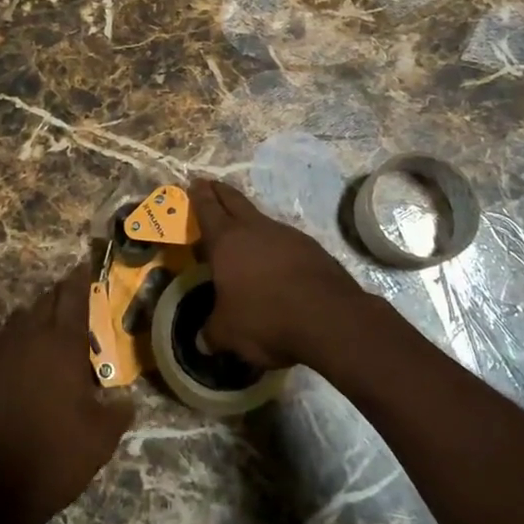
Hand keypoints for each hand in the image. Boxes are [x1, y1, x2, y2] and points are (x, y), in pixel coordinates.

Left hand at [0, 264, 132, 523]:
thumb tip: (124, 398)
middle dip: (62, 295)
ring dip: (38, 316)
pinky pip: (3, 340)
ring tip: (52, 330)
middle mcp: (29, 336)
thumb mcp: (101, 439)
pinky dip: (18, 339)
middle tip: (77, 300)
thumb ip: (117, 411)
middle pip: (46, 300)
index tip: (88, 264)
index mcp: (62, 343)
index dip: (82, 278)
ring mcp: (0, 351)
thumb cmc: (53, 457)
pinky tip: (25, 360)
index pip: (73, 295)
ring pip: (22, 317)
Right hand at [189, 180, 370, 370]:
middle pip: (234, 201)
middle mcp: (255, 229)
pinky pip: (285, 240)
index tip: (195, 182)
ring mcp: (287, 235)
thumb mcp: (229, 333)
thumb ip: (212, 333)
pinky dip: (276, 245)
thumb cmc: (265, 318)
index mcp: (227, 241)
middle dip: (221, 192)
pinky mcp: (312, 248)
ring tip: (244, 230)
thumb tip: (202, 341)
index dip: (199, 196)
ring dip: (250, 220)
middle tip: (211, 184)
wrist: (328, 317)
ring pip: (262, 219)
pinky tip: (277, 262)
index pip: (208, 209)